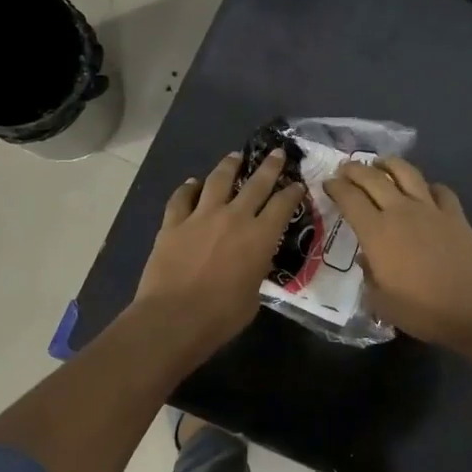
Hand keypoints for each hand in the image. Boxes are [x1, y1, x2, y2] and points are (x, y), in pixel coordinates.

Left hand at [135, 149, 305, 355]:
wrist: (174, 318)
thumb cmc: (221, 316)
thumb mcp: (253, 295)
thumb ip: (255, 271)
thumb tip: (250, 264)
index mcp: (260, 237)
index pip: (283, 205)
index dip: (293, 192)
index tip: (298, 184)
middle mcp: (234, 218)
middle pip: (256, 184)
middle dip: (269, 167)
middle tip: (275, 153)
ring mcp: (200, 217)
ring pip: (217, 181)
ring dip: (228, 166)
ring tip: (234, 157)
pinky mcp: (173, 223)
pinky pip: (181, 197)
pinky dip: (188, 188)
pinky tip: (192, 183)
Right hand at [326, 158, 471, 347]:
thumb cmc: (422, 310)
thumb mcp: (381, 302)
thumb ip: (369, 275)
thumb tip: (368, 259)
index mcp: (376, 232)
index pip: (349, 198)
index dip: (335, 187)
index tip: (328, 183)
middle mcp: (401, 211)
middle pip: (373, 178)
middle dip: (355, 169)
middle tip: (345, 168)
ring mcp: (430, 209)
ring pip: (406, 173)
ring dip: (389, 164)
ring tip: (380, 164)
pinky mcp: (455, 214)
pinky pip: (439, 190)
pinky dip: (427, 186)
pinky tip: (424, 191)